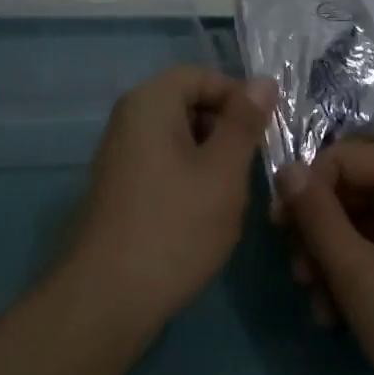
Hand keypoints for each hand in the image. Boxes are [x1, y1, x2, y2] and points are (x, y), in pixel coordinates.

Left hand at [64, 66, 275, 333]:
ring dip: (211, 161)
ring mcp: (120, 154)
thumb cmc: (174, 227)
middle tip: (250, 171)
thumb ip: (244, 123)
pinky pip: (164, 165)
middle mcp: (129, 119)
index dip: (238, 97)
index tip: (266, 134)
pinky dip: (190, 181)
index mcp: (150, 102)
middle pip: (189, 105)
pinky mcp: (121, 187)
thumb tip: (263, 81)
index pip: (202, 76)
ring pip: (180, 139)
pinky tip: (203, 218)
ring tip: (229, 200)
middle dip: (226, 132)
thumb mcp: (223, 171)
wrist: (107, 298)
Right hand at [281, 142, 373, 374]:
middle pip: (350, 190)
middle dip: (318, 234)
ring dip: (334, 260)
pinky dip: (360, 272)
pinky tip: (343, 315)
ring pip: (363, 222)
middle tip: (301, 280)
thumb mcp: (359, 275)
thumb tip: (285, 168)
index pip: (339, 158)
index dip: (305, 191)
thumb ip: (317, 218)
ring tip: (321, 310)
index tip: (281, 234)